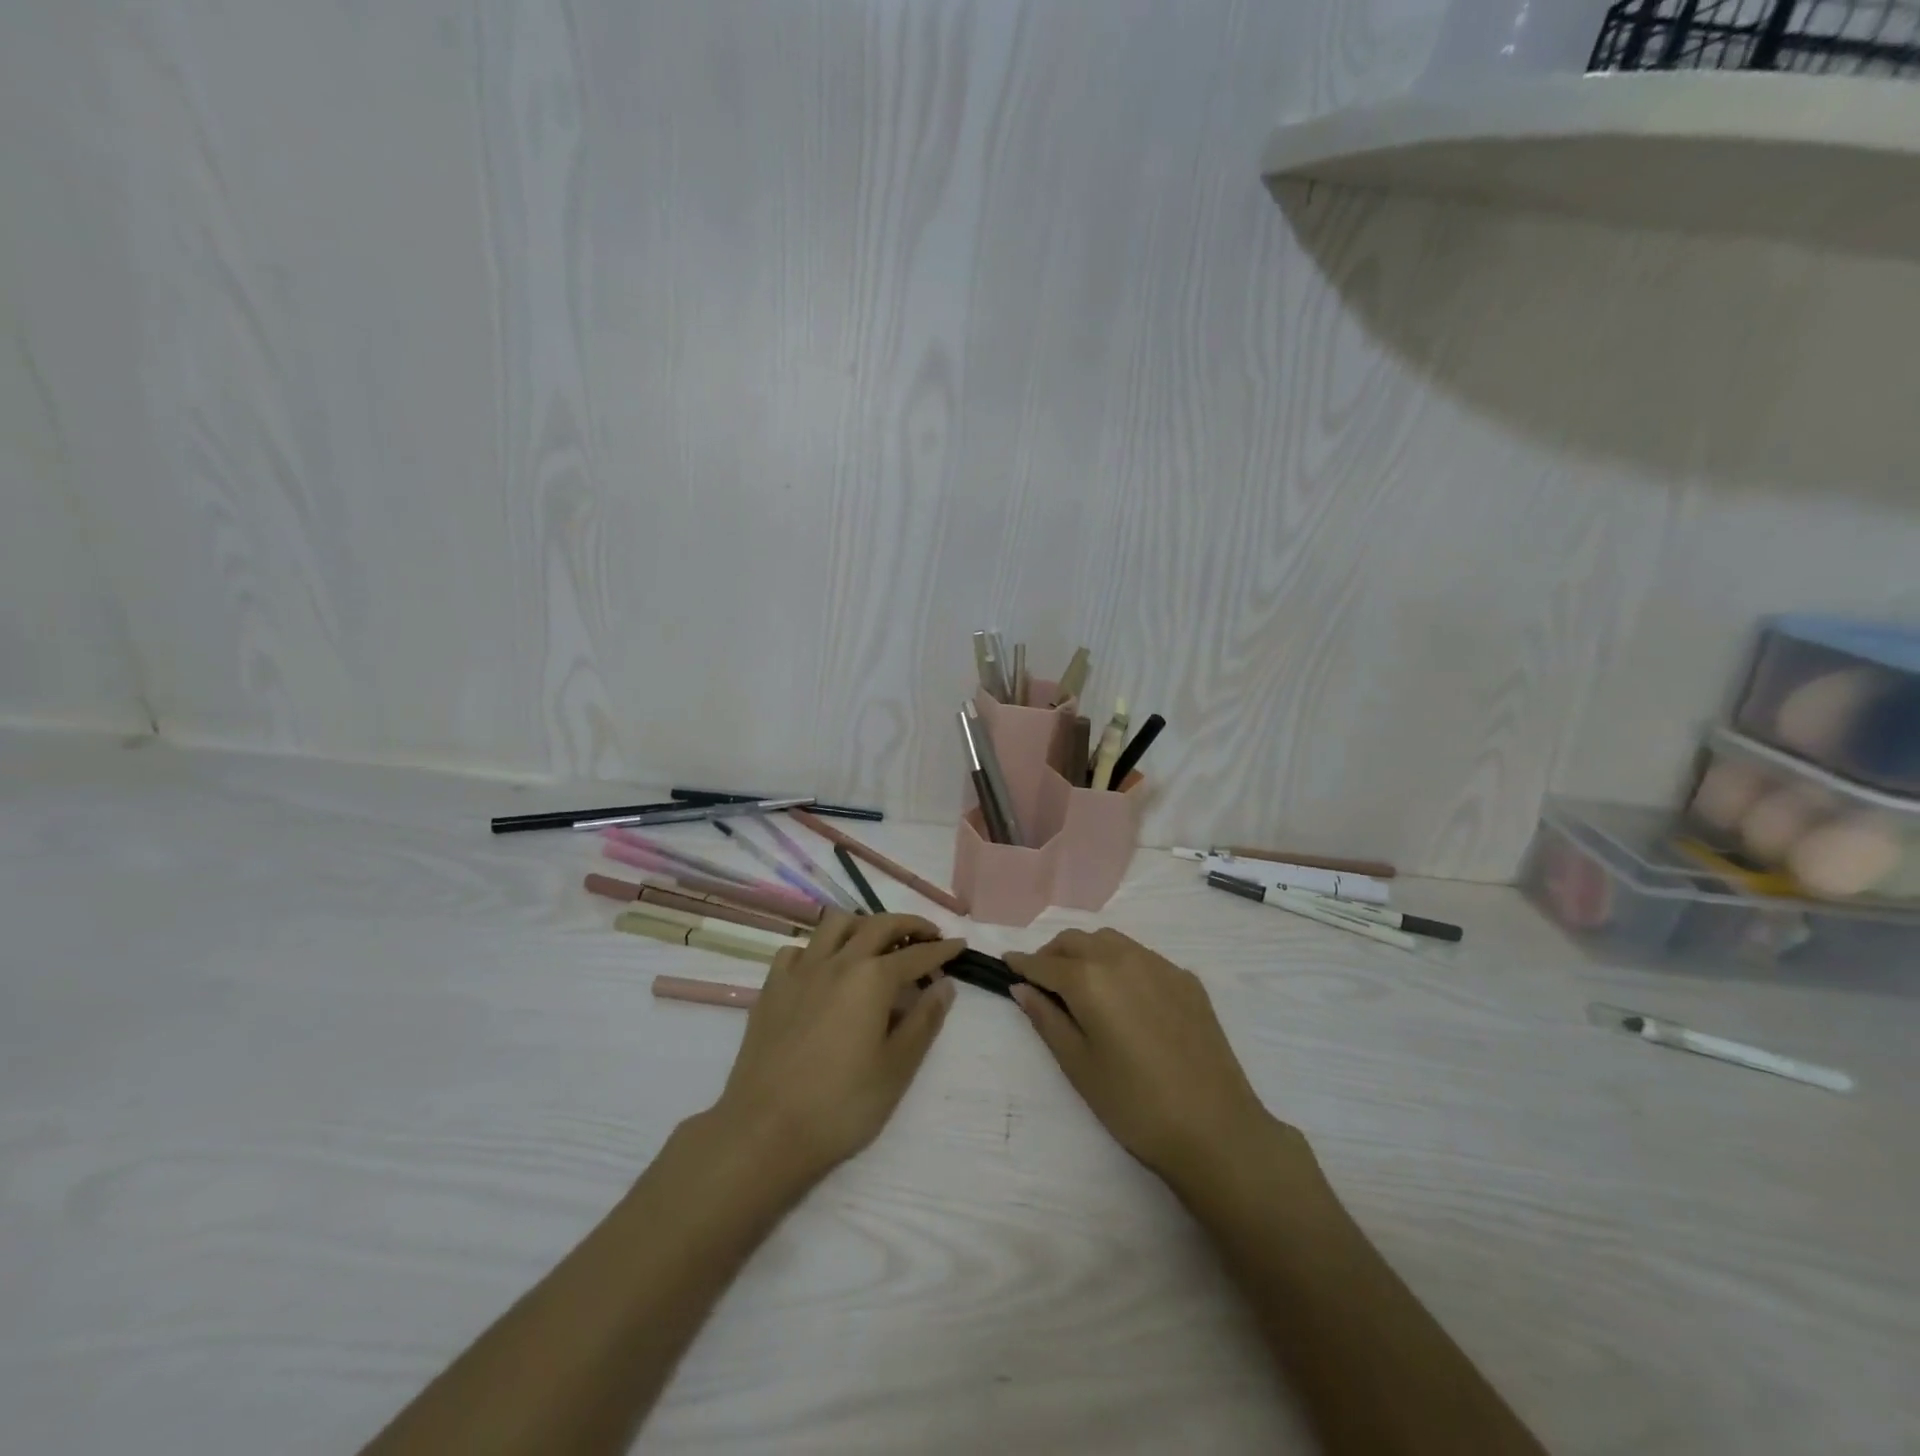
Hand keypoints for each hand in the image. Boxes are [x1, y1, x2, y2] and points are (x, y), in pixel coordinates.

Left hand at [707, 912, 960, 1187]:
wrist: (765, 1130)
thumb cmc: (841, 1104)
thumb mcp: (896, 1069)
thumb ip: (924, 1021)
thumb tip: (944, 986)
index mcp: (872, 978)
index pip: (917, 954)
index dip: (942, 949)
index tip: (959, 945)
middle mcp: (838, 961)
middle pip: (879, 925)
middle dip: (909, 924)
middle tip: (927, 935)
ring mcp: (800, 971)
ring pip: (835, 924)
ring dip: (862, 924)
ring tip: (876, 942)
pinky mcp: (772, 987)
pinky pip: (797, 949)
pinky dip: (817, 949)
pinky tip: (823, 968)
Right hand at [1006, 929, 1300, 1188]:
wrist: (1216, 1129)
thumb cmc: (1134, 1105)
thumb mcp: (1079, 1066)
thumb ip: (1047, 1020)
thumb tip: (1022, 988)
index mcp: (1090, 979)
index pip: (1045, 962)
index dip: (1022, 963)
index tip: (1007, 964)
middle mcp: (1123, 958)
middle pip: (1077, 940)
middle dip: (1053, 953)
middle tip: (1042, 980)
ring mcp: (1160, 965)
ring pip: (1111, 941)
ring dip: (1087, 952)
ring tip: (1081, 983)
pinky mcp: (1186, 980)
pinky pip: (1142, 956)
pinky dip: (1121, 963)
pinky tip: (1125, 996)